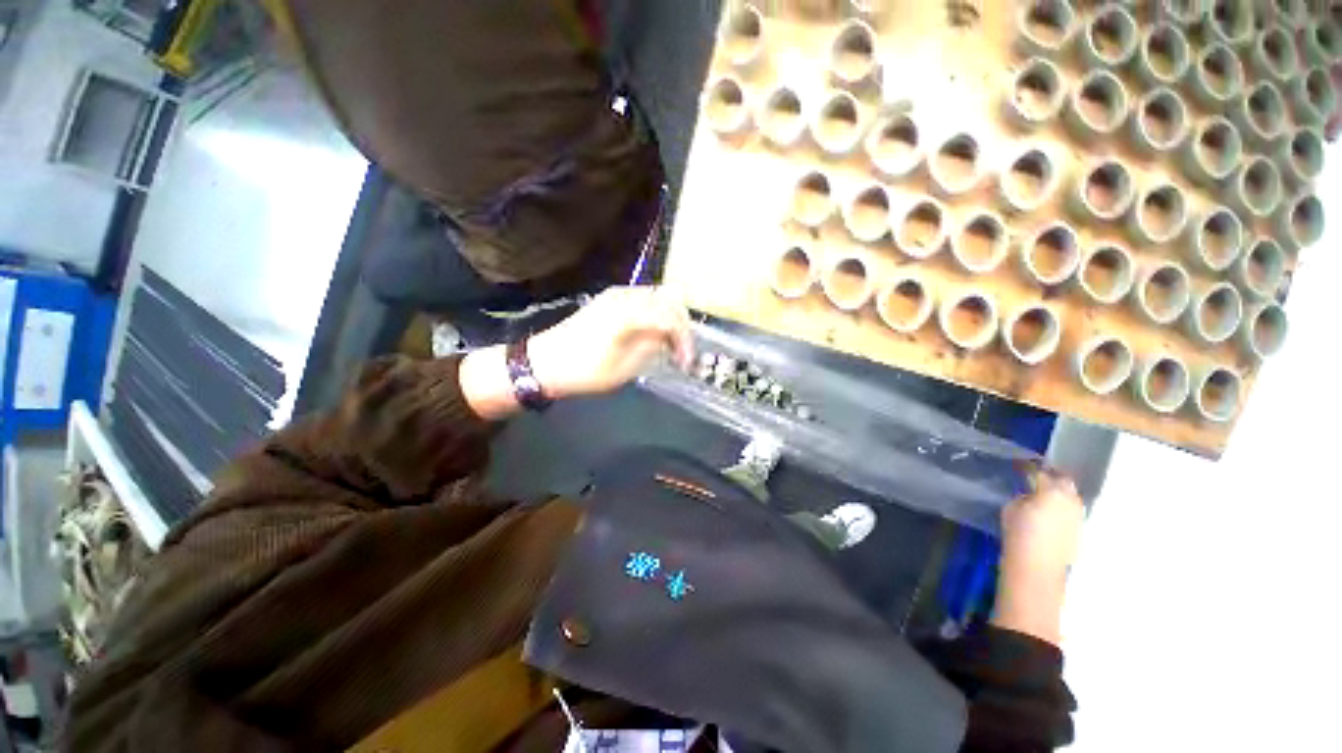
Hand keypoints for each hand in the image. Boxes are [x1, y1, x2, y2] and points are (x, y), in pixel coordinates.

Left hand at [528, 286, 694, 398]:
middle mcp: (626, 296)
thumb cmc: (585, 370)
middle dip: (682, 325)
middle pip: (670, 300)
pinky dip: (656, 314)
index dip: (685, 340)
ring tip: (670, 344)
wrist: (545, 362)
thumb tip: (668, 337)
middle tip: (682, 351)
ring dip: (670, 318)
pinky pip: (644, 299)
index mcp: (630, 313)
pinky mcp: (609, 299)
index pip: (672, 318)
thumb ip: (652, 346)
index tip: (686, 362)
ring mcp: (616, 294)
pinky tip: (653, 333)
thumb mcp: (625, 367)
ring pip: (658, 297)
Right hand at [1000, 466, 1083, 578]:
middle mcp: (1070, 499)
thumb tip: (1030, 496)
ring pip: (1071, 495)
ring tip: (1046, 493)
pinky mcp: (1079, 528)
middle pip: (1064, 480)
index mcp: (1051, 491)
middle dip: (1052, 476)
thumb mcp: (1011, 508)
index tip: (1021, 465)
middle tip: (1038, 475)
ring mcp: (1078, 514)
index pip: (1039, 472)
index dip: (1029, 467)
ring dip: (1060, 491)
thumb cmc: (1019, 533)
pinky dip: (1063, 506)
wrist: (1037, 565)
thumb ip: (1023, 497)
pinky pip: (1072, 510)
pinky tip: (1051, 511)